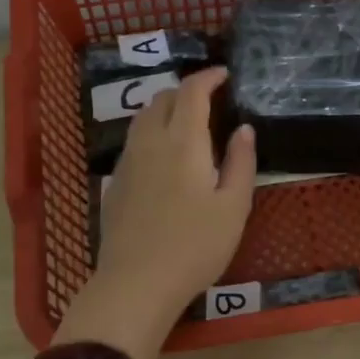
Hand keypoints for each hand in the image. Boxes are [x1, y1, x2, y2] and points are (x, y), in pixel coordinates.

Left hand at [52, 67, 256, 358]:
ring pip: (142, 119)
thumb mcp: (233, 207)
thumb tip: (243, 129)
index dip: (208, 77)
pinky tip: (164, 158)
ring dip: (165, 110)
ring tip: (186, 123)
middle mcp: (150, 142)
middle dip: (186, 91)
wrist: (137, 283)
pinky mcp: (115, 184)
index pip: (192, 92)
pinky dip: (151, 134)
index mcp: (183, 142)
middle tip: (209, 101)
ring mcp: (127, 163)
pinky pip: (134, 143)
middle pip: (162, 99)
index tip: (224, 75)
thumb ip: (241, 162)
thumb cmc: (195, 246)